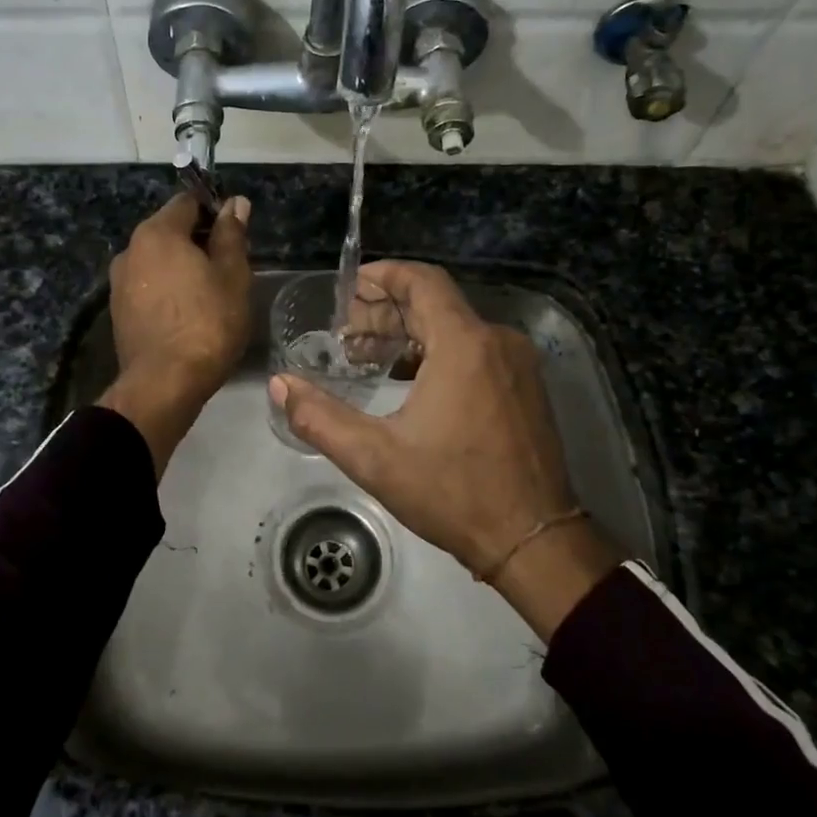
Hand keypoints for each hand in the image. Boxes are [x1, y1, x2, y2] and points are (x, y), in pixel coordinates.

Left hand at [100, 193, 252, 476]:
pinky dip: (168, 290)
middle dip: (199, 240)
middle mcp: (131, 249)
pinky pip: (148, 286)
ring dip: (182, 267)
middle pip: (170, 230)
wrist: (163, 384)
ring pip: (158, 260)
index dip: (215, 210)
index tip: (235, 234)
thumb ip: (232, 235)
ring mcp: (119, 282)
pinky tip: (188, 314)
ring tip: (210, 294)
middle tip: (229, 267)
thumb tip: (234, 202)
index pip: (188, 202)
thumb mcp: (233, 276)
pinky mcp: (118, 311)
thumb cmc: (207, 324)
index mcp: (158, 233)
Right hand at [268, 261, 619, 638]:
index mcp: (464, 344)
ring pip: (456, 326)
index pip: (422, 281)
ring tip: (368, 357)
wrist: (534, 540)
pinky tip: (409, 381)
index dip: (383, 275)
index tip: (349, 287)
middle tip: (346, 335)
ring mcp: (517, 364)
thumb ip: (319, 417)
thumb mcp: (375, 458)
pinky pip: (476, 349)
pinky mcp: (525, 386)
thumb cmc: (453, 493)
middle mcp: (496, 341)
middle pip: (435, 303)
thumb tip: (281, 384)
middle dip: (386, 312)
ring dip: (410, 333)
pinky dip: (438, 352)